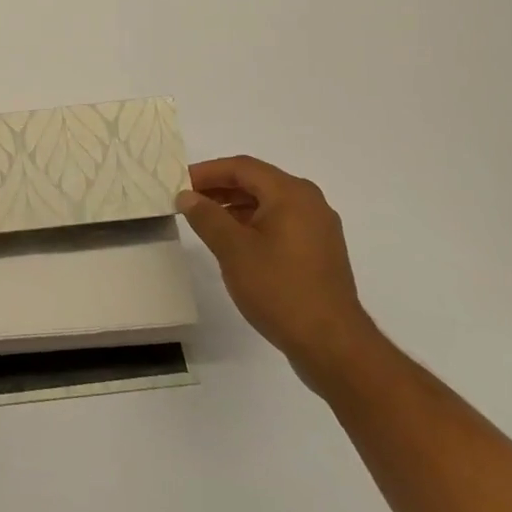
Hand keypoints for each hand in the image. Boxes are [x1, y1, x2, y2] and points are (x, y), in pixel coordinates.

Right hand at [177, 157, 379, 388]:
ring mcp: (318, 228)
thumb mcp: (233, 249)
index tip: (179, 182)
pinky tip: (235, 242)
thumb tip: (187, 196)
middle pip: (257, 181)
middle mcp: (309, 202)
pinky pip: (281, 223)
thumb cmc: (279, 288)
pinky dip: (254, 223)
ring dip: (236, 206)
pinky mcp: (320, 251)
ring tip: (205, 220)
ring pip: (269, 203)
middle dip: (220, 187)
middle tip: (188, 199)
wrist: (331, 343)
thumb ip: (206, 217)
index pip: (242, 167)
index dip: (207, 171)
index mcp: (291, 193)